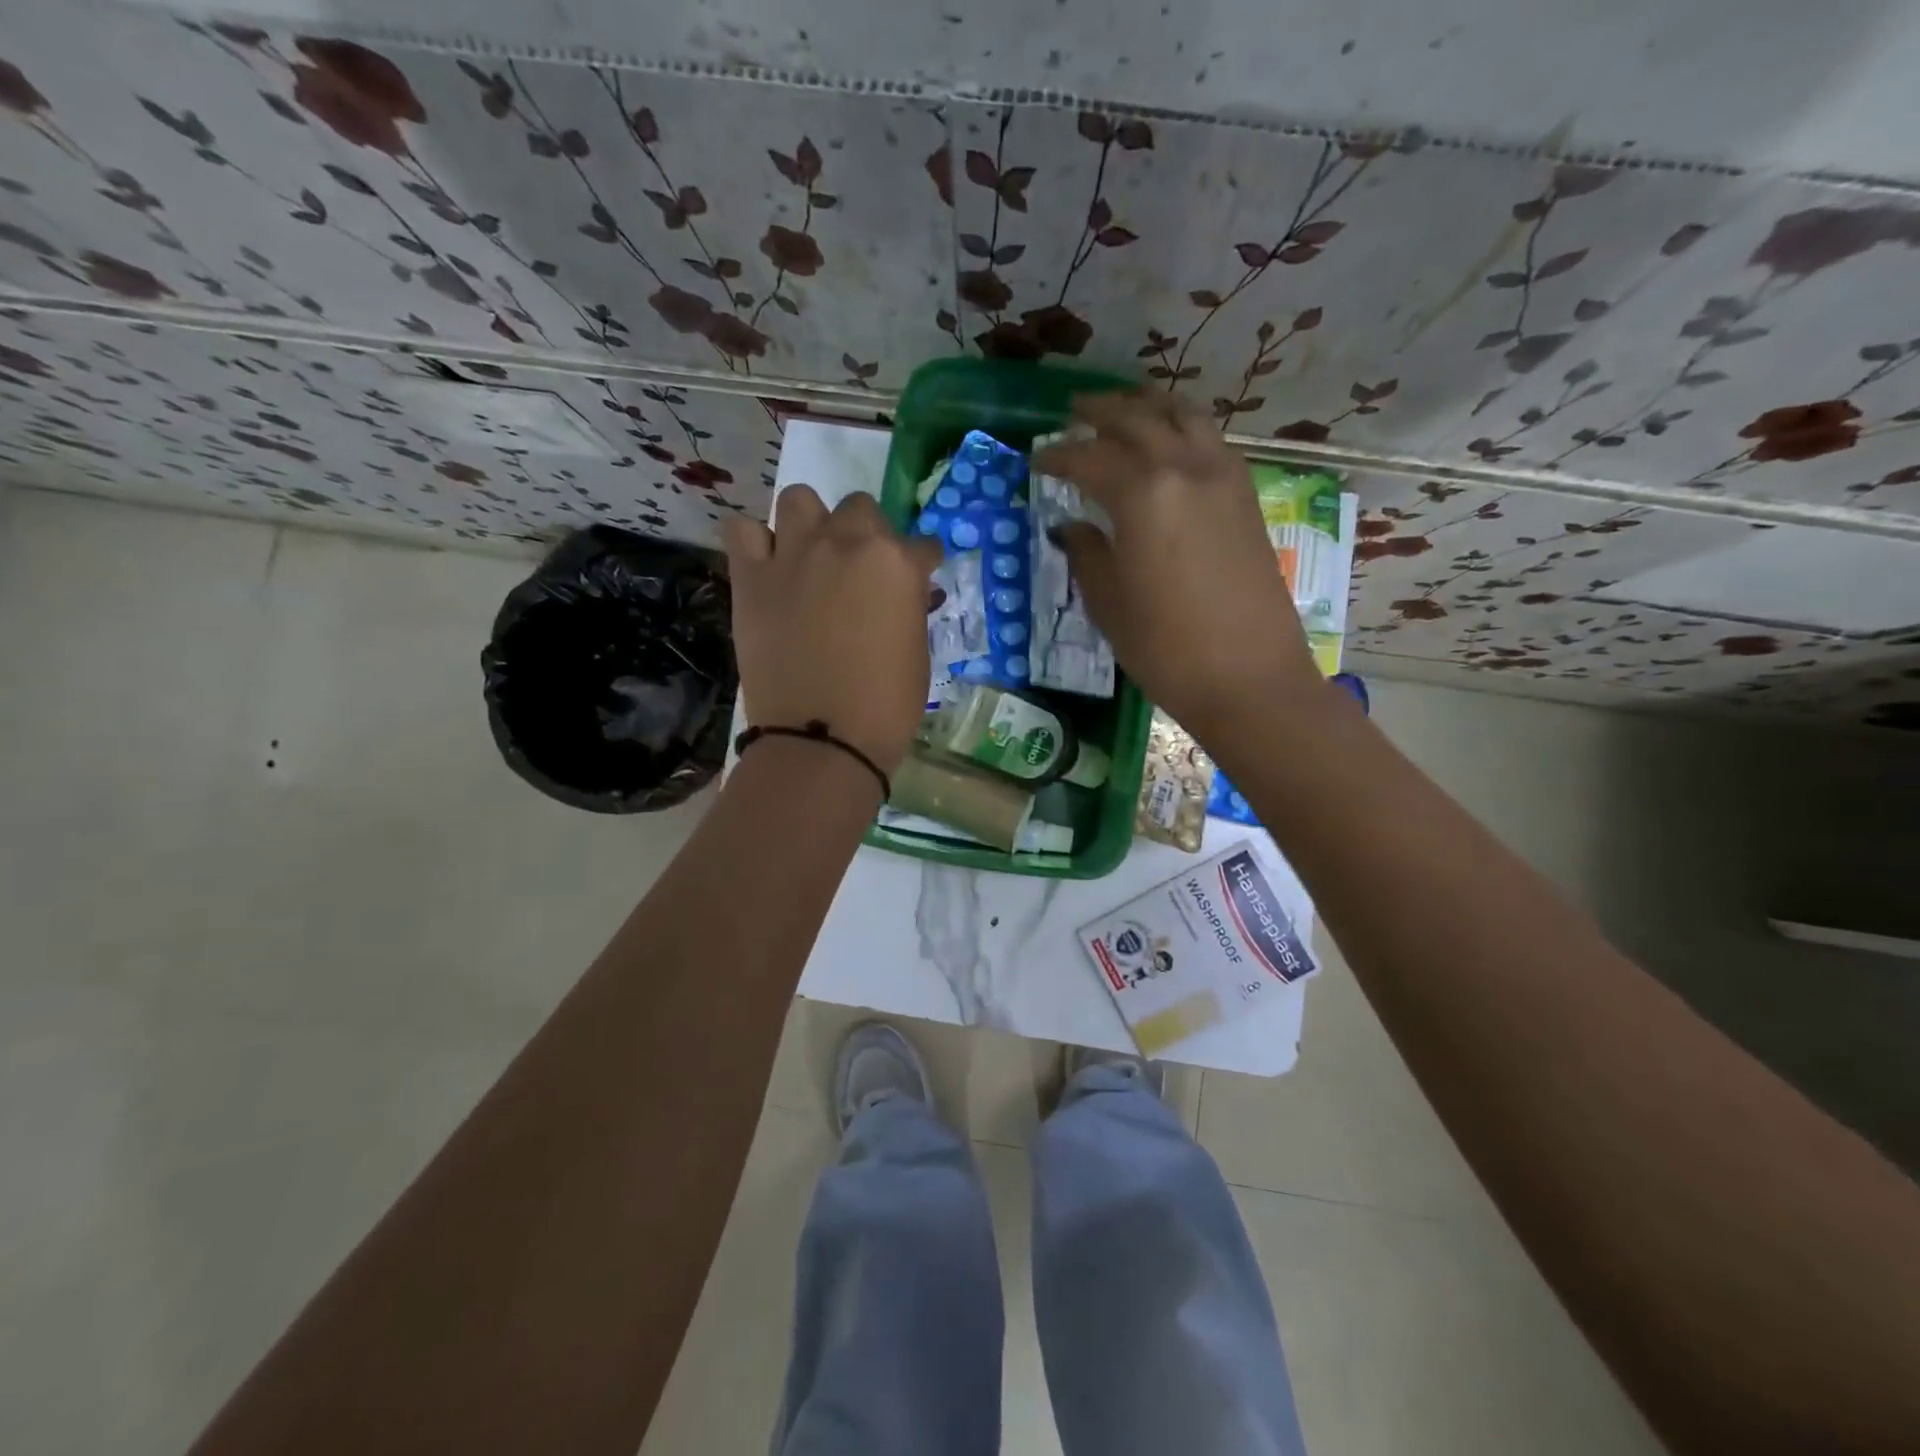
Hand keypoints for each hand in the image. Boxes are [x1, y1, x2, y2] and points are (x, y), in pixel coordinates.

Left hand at [722, 487, 942, 775]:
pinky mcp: (752, 577)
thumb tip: (908, 593)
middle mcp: (847, 543)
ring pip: (799, 500)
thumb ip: (910, 608)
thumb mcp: (917, 652)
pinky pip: (743, 531)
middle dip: (867, 534)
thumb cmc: (886, 706)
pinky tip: (767, 566)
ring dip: (811, 522)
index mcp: (897, 563)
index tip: (918, 582)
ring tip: (811, 556)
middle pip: (860, 508)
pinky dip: (755, 542)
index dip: (921, 563)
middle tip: (861, 572)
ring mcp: (795, 555)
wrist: (823, 739)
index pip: (921, 545)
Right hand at [1033, 391, 1322, 738]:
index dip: (1058, 457)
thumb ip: (1086, 554)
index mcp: (1142, 494)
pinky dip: (1183, 426)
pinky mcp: (1246, 495)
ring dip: (1148, 405)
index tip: (1036, 459)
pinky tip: (1169, 443)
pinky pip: (1210, 439)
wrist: (1249, 677)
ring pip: (1183, 415)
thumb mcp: (1109, 604)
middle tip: (1073, 414)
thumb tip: (1069, 527)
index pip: (1089, 459)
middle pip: (1137, 419)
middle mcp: (1184, 468)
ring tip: (1124, 409)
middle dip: (1100, 412)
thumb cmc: (1166, 647)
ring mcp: (1223, 477)